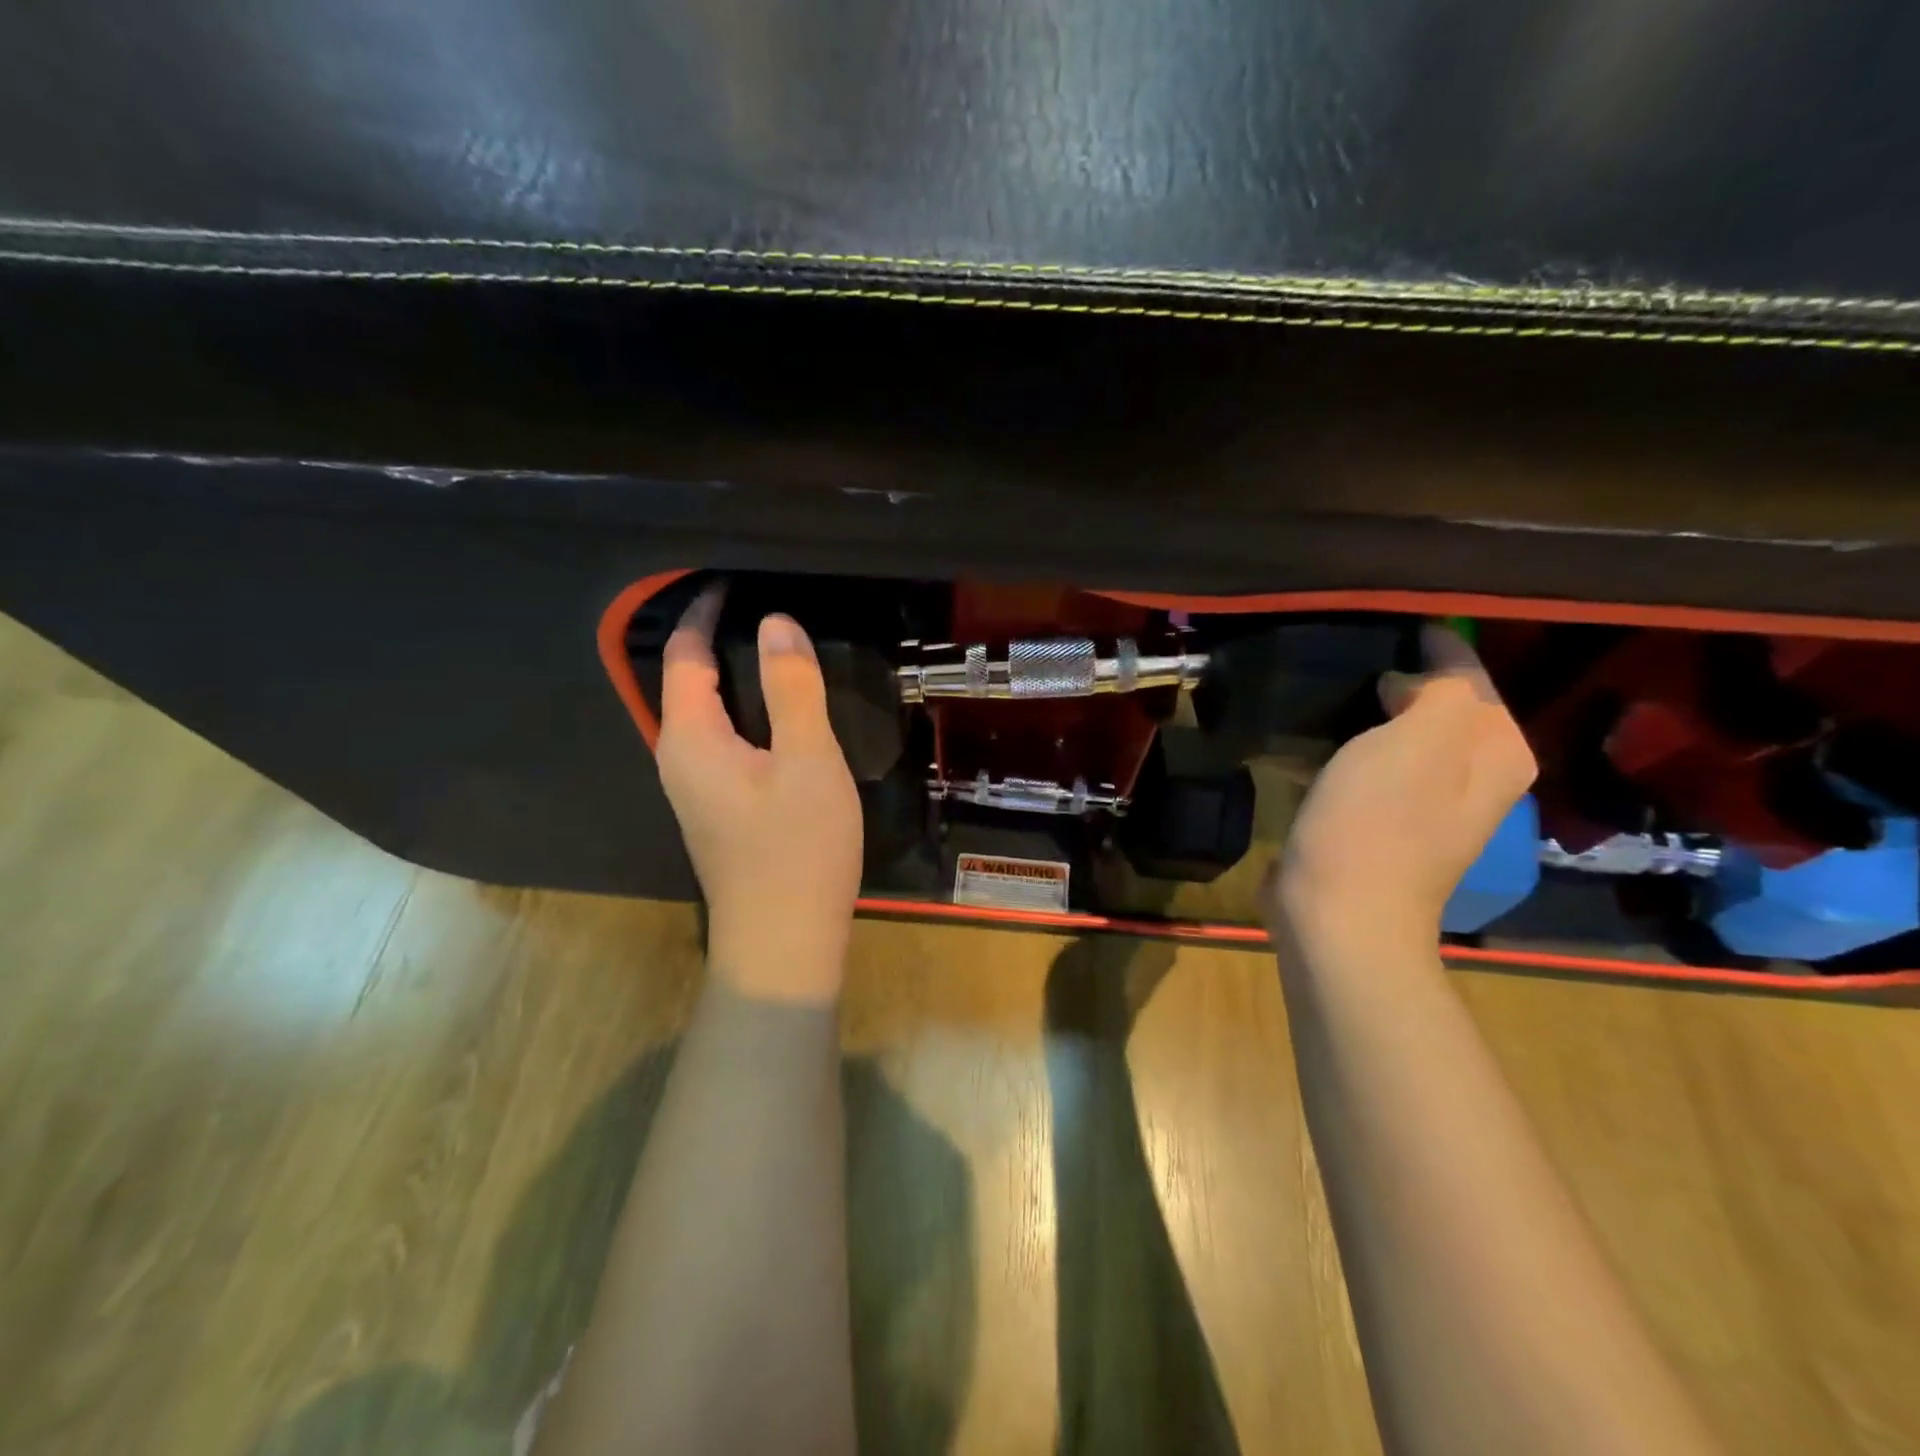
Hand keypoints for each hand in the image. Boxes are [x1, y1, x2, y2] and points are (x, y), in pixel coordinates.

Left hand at [655, 584, 862, 1002]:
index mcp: (689, 737)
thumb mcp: (806, 760)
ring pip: (707, 713)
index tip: (735, 577)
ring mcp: (695, 787)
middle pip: (688, 680)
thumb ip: (792, 688)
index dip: (704, 611)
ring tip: (778, 648)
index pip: (685, 654)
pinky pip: (722, 739)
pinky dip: (745, 710)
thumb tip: (776, 622)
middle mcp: (678, 757)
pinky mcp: (717, 807)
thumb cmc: (796, 849)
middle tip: (765, 605)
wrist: (783, 943)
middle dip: (718, 638)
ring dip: (734, 676)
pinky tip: (780, 713)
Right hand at [1267, 623, 1536, 957]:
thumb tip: (1408, 681)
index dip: (1423, 643)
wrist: (1338, 914)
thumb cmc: (1378, 823)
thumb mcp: (1419, 740)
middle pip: (1433, 702)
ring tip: (1318, 684)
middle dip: (1391, 676)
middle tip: (1340, 651)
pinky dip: (1340, 748)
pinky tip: (1303, 739)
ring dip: (1360, 712)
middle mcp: (1471, 775)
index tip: (1372, 621)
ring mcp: (1423, 803)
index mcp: (1496, 752)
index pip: (1467, 670)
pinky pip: (1363, 765)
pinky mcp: (1377, 822)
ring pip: (1394, 733)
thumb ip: (1438, 688)